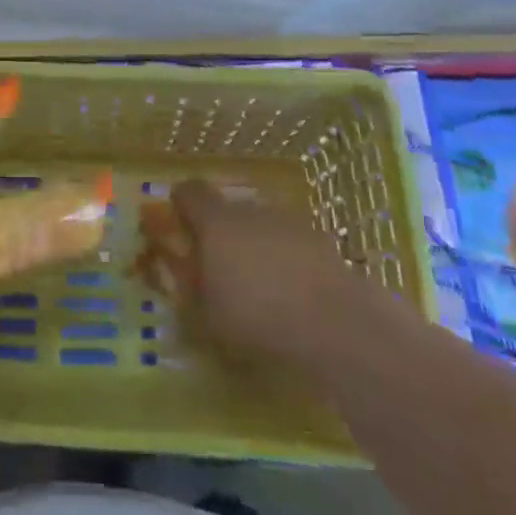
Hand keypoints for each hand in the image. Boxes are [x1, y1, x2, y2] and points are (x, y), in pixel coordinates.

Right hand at [171, 182, 364, 368]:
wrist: (335, 322)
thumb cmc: (257, 316)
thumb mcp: (207, 315)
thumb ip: (192, 289)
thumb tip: (187, 275)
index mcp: (216, 221)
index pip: (189, 192)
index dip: (182, 205)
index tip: (180, 227)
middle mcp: (250, 209)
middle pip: (228, 209)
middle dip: (222, 232)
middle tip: (222, 267)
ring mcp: (289, 221)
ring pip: (262, 225)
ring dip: (257, 245)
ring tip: (261, 284)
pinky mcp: (321, 239)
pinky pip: (292, 243)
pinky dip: (288, 259)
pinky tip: (293, 293)